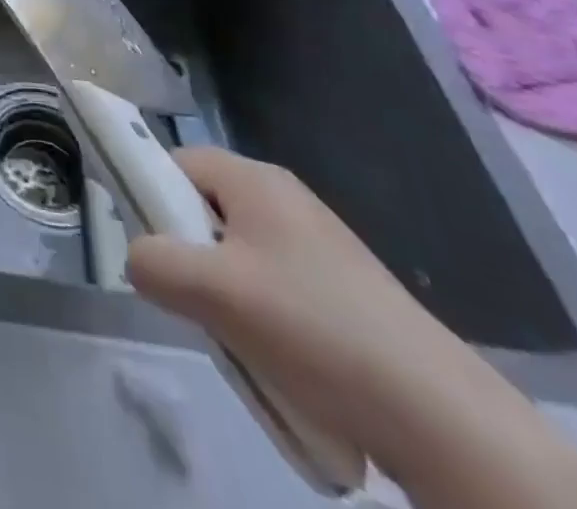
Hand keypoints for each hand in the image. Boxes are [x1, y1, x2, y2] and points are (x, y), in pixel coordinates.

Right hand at [125, 148, 477, 474]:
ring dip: (221, 291)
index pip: (175, 161)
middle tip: (190, 298)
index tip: (147, 247)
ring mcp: (318, 244)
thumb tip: (138, 258)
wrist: (439, 415)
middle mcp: (285, 198)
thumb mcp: (212, 291)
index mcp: (255, 179)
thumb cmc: (312, 328)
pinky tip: (274, 357)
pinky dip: (259, 315)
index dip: (149, 195)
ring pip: (237, 253)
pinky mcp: (342, 288)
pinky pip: (273, 285)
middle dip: (187, 253)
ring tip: (234, 336)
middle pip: (204, 207)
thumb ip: (152, 261)